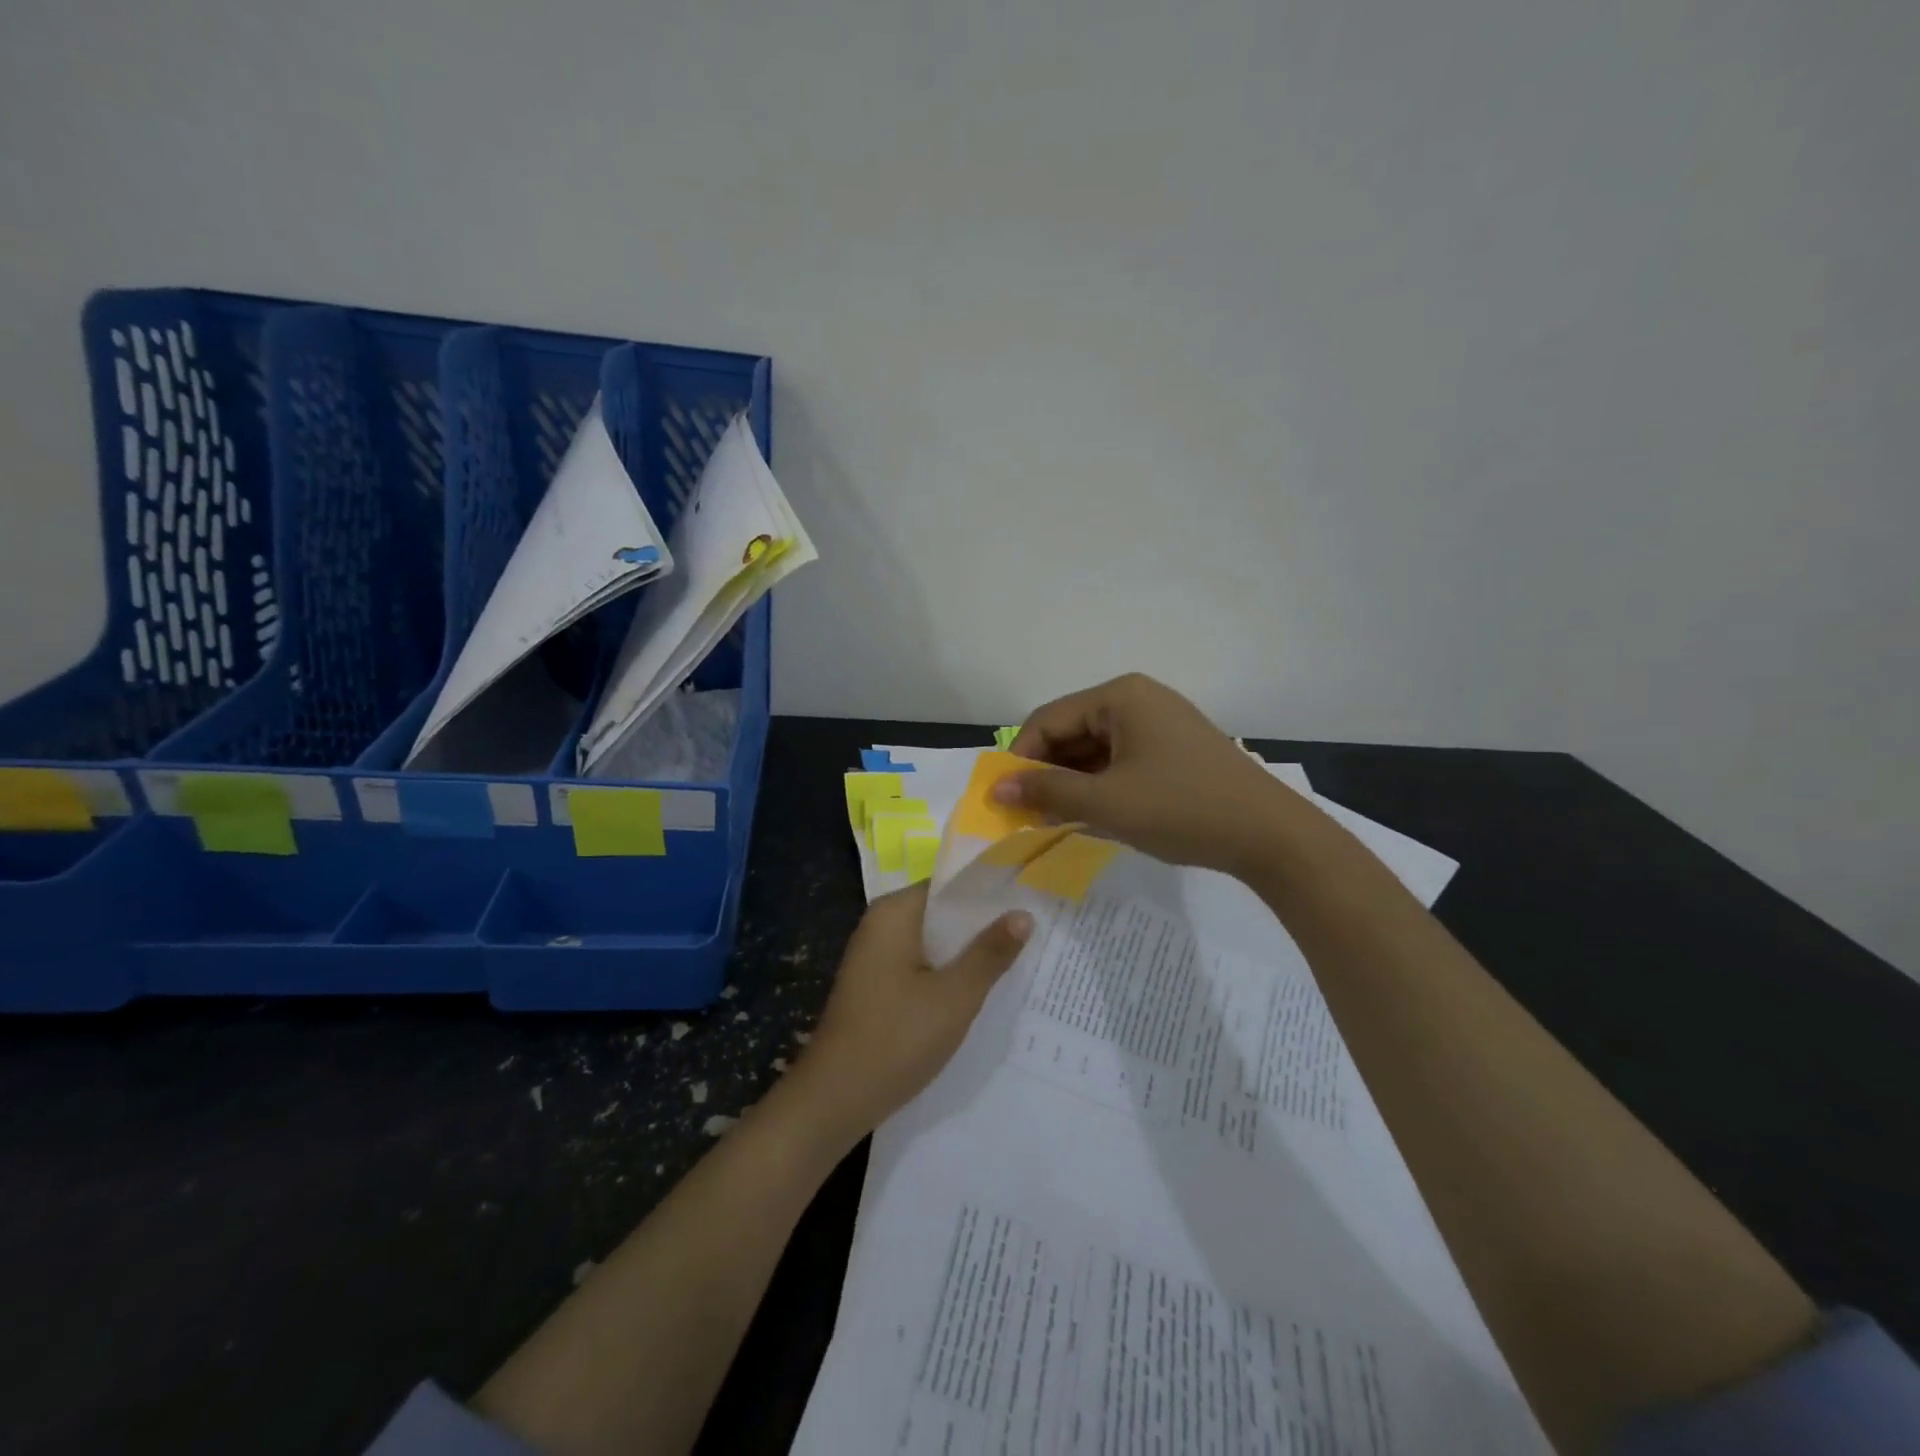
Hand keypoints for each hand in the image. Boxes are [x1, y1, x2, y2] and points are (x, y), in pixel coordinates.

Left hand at [786, 884, 1032, 1141]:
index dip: (990, 892)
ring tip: (1021, 957)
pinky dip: (948, 972)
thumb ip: (990, 953)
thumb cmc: (896, 1038)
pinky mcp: (877, 985)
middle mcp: (881, 925)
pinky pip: (921, 965)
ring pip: (934, 942)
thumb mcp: (955, 996)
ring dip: (968, 952)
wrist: (835, 1098)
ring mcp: (876, 956)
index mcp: (894, 913)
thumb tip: (1023, 914)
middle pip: (942, 913)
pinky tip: (981, 988)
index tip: (1030, 899)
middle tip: (1036, 930)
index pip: (950, 885)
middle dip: (984, 924)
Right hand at [999, 672, 1293, 874]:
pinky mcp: (1173, 749)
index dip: (1019, 759)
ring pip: (1095, 749)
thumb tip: (996, 789)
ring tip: (1054, 820)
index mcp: (1120, 697)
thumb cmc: (1182, 809)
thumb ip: (1048, 793)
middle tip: (1026, 815)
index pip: (1048, 720)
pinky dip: (1099, 785)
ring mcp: (1159, 724)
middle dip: (1046, 772)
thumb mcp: (1108, 803)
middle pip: (1071, 731)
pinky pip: (1120, 760)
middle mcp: (1138, 699)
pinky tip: (1090, 814)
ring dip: (1071, 782)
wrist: (1270, 835)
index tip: (1003, 799)